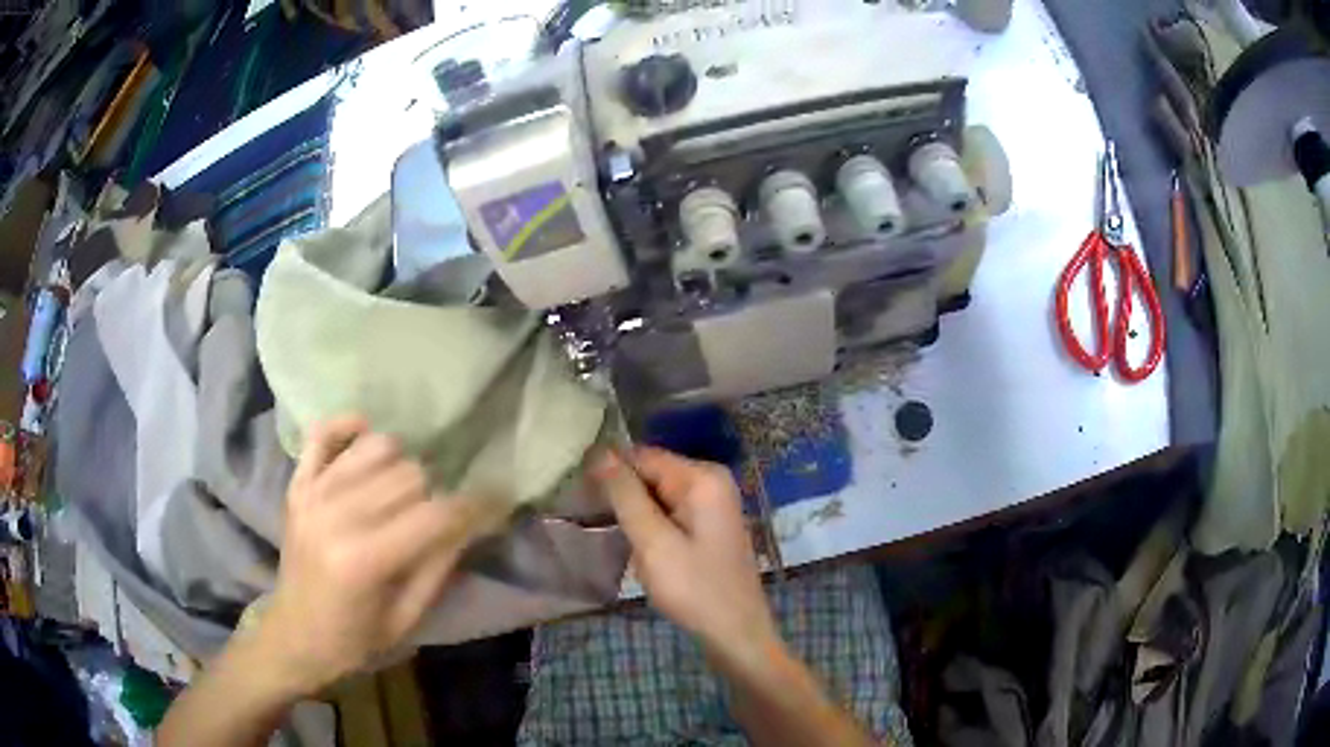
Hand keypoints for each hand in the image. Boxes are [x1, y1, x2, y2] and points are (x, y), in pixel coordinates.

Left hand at [256, 417, 505, 696]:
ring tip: (401, 492)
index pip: (435, 515)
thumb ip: (439, 565)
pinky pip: (323, 432)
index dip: (475, 507)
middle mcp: (336, 514)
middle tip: (437, 517)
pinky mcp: (297, 484)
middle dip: (435, 494)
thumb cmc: (355, 639)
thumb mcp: (407, 618)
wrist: (295, 636)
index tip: (497, 503)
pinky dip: (348, 427)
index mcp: (364, 559)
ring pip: (377, 445)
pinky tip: (365, 440)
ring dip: (400, 465)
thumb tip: (473, 521)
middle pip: (410, 473)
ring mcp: (312, 492)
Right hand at [592, 447, 779, 660]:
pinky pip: (671, 513)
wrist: (736, 633)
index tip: (579, 493)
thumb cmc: (694, 588)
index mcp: (702, 477)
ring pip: (658, 496)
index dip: (609, 470)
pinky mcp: (709, 526)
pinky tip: (641, 550)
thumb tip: (600, 452)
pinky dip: (652, 527)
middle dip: (624, 495)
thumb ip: (625, 495)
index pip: (643, 456)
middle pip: (652, 473)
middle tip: (595, 521)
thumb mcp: (653, 542)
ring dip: (636, 515)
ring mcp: (714, 504)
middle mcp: (712, 481)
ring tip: (618, 539)